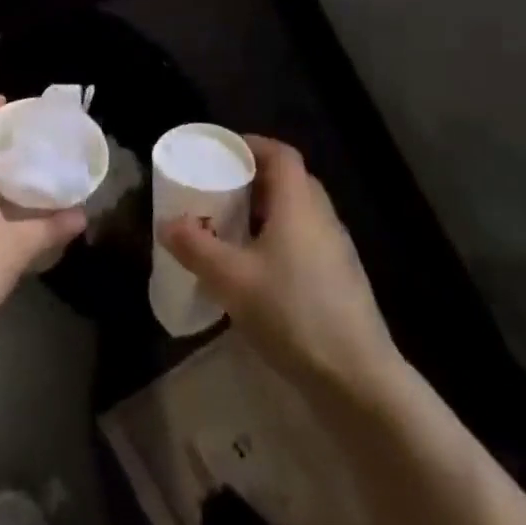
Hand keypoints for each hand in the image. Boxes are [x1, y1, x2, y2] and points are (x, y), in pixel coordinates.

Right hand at [162, 137, 397, 389]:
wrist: (358, 379)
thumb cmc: (293, 313)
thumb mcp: (232, 280)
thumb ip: (196, 247)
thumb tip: (166, 223)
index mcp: (299, 204)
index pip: (280, 154)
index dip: (252, 145)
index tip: (221, 153)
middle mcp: (322, 217)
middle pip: (289, 180)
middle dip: (253, 179)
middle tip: (220, 190)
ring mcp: (336, 249)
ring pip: (297, 212)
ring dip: (265, 211)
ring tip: (231, 229)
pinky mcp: (340, 279)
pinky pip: (305, 239)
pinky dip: (278, 238)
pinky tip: (257, 269)